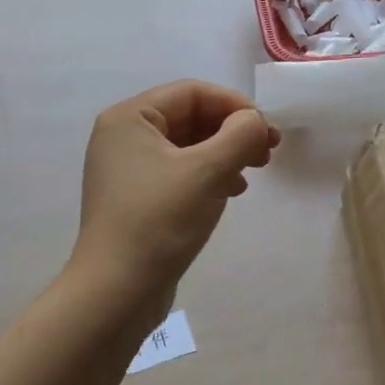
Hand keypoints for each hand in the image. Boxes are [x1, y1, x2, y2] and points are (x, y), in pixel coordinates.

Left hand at [72, 80, 280, 302]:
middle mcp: (123, 137)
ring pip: (187, 146)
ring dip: (224, 153)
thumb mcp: (207, 171)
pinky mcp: (136, 198)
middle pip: (189, 117)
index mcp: (129, 118)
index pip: (191, 92)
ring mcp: (127, 169)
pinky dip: (208, 175)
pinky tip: (230, 191)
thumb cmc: (159, 220)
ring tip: (254, 172)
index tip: (266, 130)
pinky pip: (179, 172)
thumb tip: (254, 121)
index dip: (234, 105)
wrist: (116, 292)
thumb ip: (239, 136)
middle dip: (232, 130)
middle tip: (268, 151)